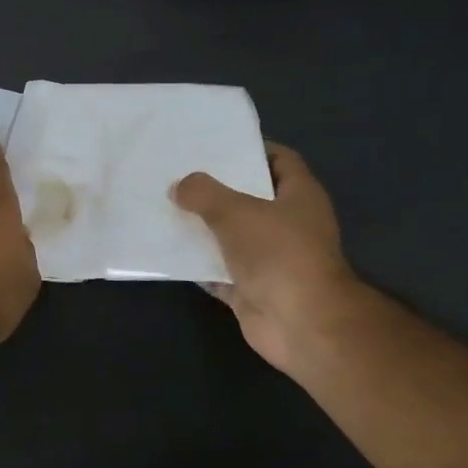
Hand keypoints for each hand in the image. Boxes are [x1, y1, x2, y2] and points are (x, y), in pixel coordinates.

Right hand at [172, 144, 363, 377]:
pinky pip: (219, 272)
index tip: (215, 145)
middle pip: (251, 199)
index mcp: (299, 197)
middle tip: (180, 175)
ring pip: (232, 237)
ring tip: (167, 209)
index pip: (279, 160)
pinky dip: (198, 265)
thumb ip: (203, 193)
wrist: (300, 323)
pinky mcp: (253, 289)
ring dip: (204, 228)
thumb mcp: (235, 211)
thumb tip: (179, 186)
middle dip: (217, 189)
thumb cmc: (278, 254)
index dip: (251, 149)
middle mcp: (289, 225)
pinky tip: (168, 252)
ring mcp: (271, 260)